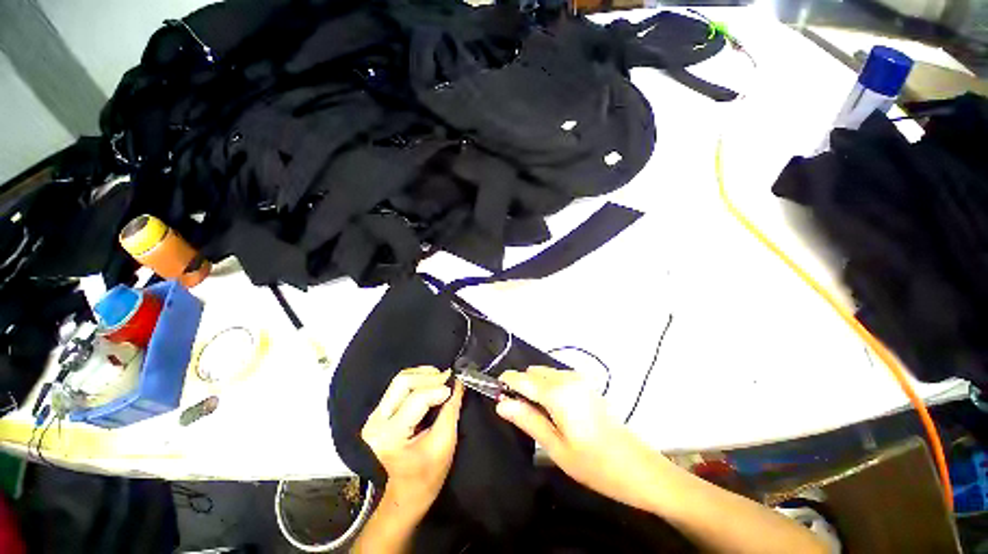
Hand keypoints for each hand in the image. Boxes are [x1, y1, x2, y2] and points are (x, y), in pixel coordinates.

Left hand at [361, 366, 463, 514]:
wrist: (406, 494)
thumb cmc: (428, 475)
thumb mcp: (445, 443)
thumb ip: (451, 409)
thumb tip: (458, 382)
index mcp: (390, 435)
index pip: (418, 398)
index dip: (440, 389)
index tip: (456, 388)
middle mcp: (376, 422)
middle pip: (403, 381)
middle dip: (430, 376)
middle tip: (448, 379)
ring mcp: (374, 417)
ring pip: (400, 379)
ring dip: (424, 376)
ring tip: (441, 381)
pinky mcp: (378, 414)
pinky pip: (399, 386)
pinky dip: (418, 381)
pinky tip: (431, 385)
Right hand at [496, 366, 669, 511]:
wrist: (639, 468)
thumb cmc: (595, 464)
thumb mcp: (556, 447)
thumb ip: (527, 420)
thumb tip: (501, 404)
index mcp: (558, 393)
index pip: (522, 378)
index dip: (506, 382)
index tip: (495, 393)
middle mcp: (568, 378)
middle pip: (533, 372)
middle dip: (521, 385)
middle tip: (519, 412)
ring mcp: (580, 379)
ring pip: (546, 373)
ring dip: (535, 386)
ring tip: (537, 414)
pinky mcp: (588, 384)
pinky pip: (558, 377)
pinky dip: (549, 386)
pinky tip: (555, 410)